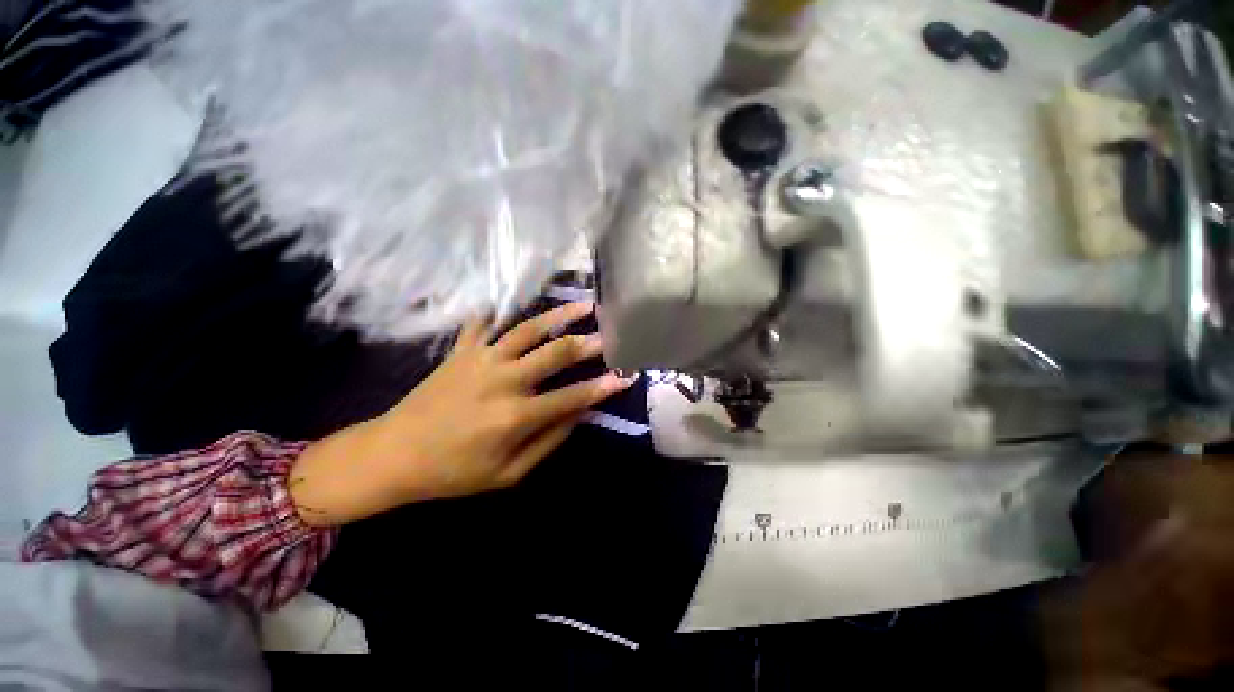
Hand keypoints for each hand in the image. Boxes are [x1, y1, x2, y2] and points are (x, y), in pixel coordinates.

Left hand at [289, 303, 634, 525]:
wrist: (393, 455)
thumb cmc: (454, 472)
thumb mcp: (508, 473)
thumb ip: (549, 441)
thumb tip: (580, 414)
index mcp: (516, 415)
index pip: (573, 396)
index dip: (604, 387)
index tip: (626, 376)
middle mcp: (503, 380)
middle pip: (556, 353)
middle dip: (589, 343)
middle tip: (610, 334)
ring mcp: (481, 359)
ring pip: (528, 329)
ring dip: (559, 316)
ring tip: (583, 305)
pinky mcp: (462, 350)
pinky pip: (485, 322)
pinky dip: (501, 309)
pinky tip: (516, 299)